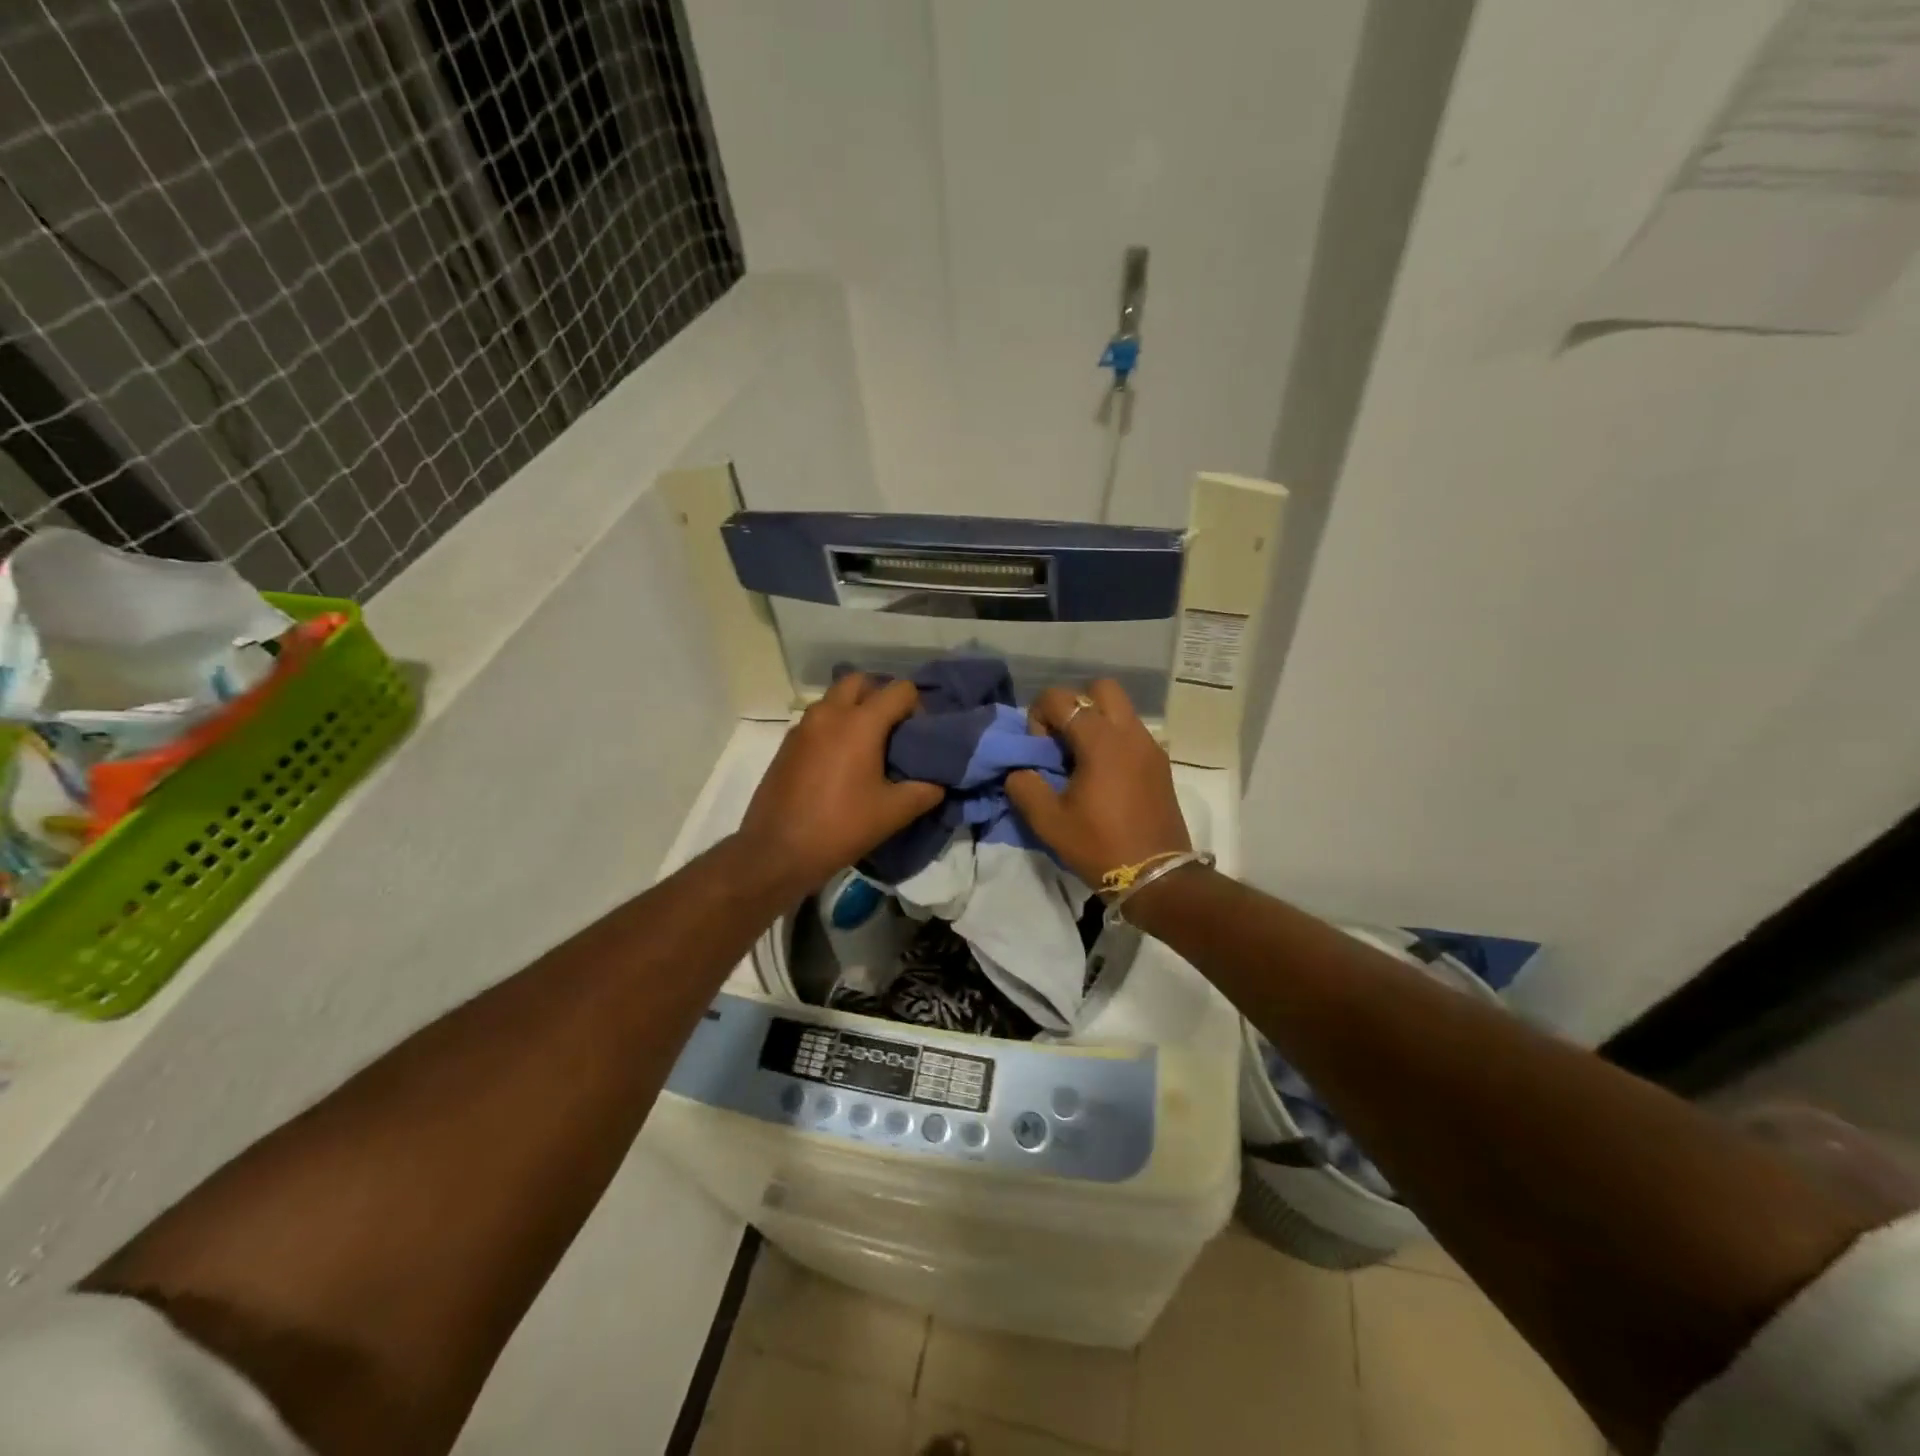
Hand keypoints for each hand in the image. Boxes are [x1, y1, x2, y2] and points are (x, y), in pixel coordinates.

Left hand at [737, 672, 942, 895]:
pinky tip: (842, 762)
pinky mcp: (787, 744)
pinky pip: (818, 720)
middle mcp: (829, 713)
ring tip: (869, 746)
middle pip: (861, 682)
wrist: (777, 851)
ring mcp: (803, 726)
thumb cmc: (841, 826)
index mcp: (860, 722)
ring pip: (835, 699)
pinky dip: (834, 727)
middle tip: (894, 729)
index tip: (920, 734)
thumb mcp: (893, 813)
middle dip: (881, 696)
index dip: (917, 707)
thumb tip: (939, 782)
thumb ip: (925, 791)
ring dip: (855, 710)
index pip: (900, 690)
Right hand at [1005, 679, 1190, 888]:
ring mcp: (1150, 746)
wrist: (1157, 877)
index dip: (1040, 717)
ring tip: (1083, 761)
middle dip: (1075, 705)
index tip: (1041, 752)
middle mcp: (1129, 732)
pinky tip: (1104, 776)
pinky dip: (1114, 739)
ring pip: (1120, 709)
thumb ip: (1025, 785)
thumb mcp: (1048, 822)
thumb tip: (1020, 770)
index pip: (1061, 698)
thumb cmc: (1100, 846)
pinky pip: (1133, 732)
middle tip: (1064, 742)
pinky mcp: (1160, 763)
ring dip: (1096, 722)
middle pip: (1100, 688)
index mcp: (1101, 741)